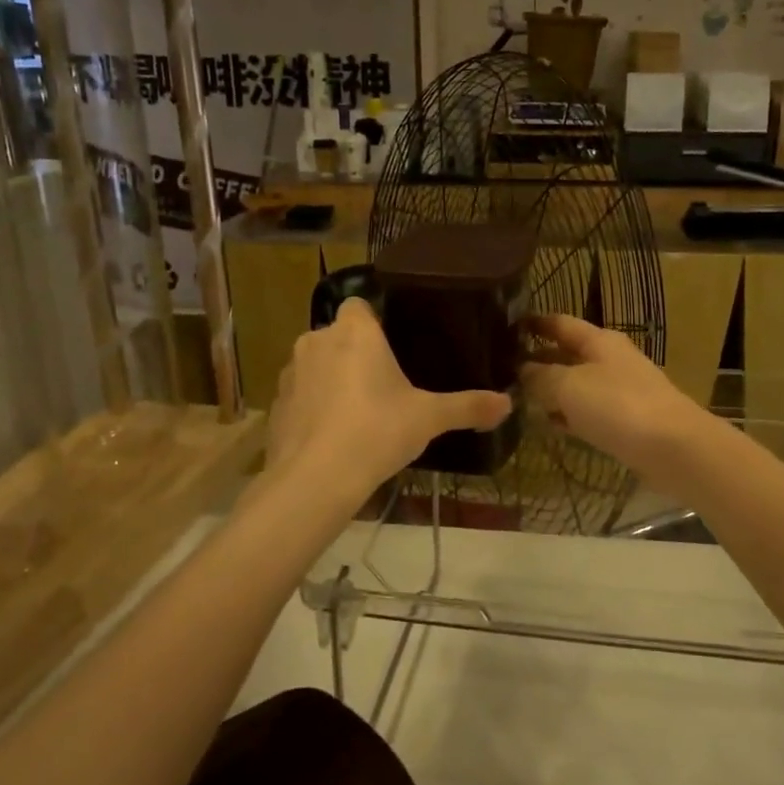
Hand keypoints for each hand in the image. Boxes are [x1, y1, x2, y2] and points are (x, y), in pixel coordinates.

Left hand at [267, 298, 511, 493]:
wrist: (315, 479)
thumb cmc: (377, 431)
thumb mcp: (429, 418)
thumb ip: (467, 406)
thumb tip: (508, 404)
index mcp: (355, 332)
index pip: (358, 305)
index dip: (373, 322)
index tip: (391, 347)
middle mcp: (317, 340)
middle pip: (337, 335)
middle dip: (354, 354)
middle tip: (382, 385)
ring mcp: (290, 372)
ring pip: (315, 364)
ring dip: (331, 379)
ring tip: (357, 413)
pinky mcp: (275, 404)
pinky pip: (299, 394)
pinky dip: (312, 407)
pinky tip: (331, 435)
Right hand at [521, 314, 706, 474]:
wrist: (674, 449)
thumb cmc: (618, 406)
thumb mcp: (568, 386)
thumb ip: (540, 376)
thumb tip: (522, 370)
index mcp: (599, 341)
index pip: (561, 323)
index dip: (535, 323)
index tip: (506, 327)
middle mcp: (610, 360)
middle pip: (568, 354)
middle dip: (538, 360)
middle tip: (503, 370)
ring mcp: (620, 392)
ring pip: (577, 385)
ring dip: (551, 391)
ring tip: (518, 398)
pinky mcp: (626, 422)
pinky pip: (589, 413)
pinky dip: (569, 416)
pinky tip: (550, 425)